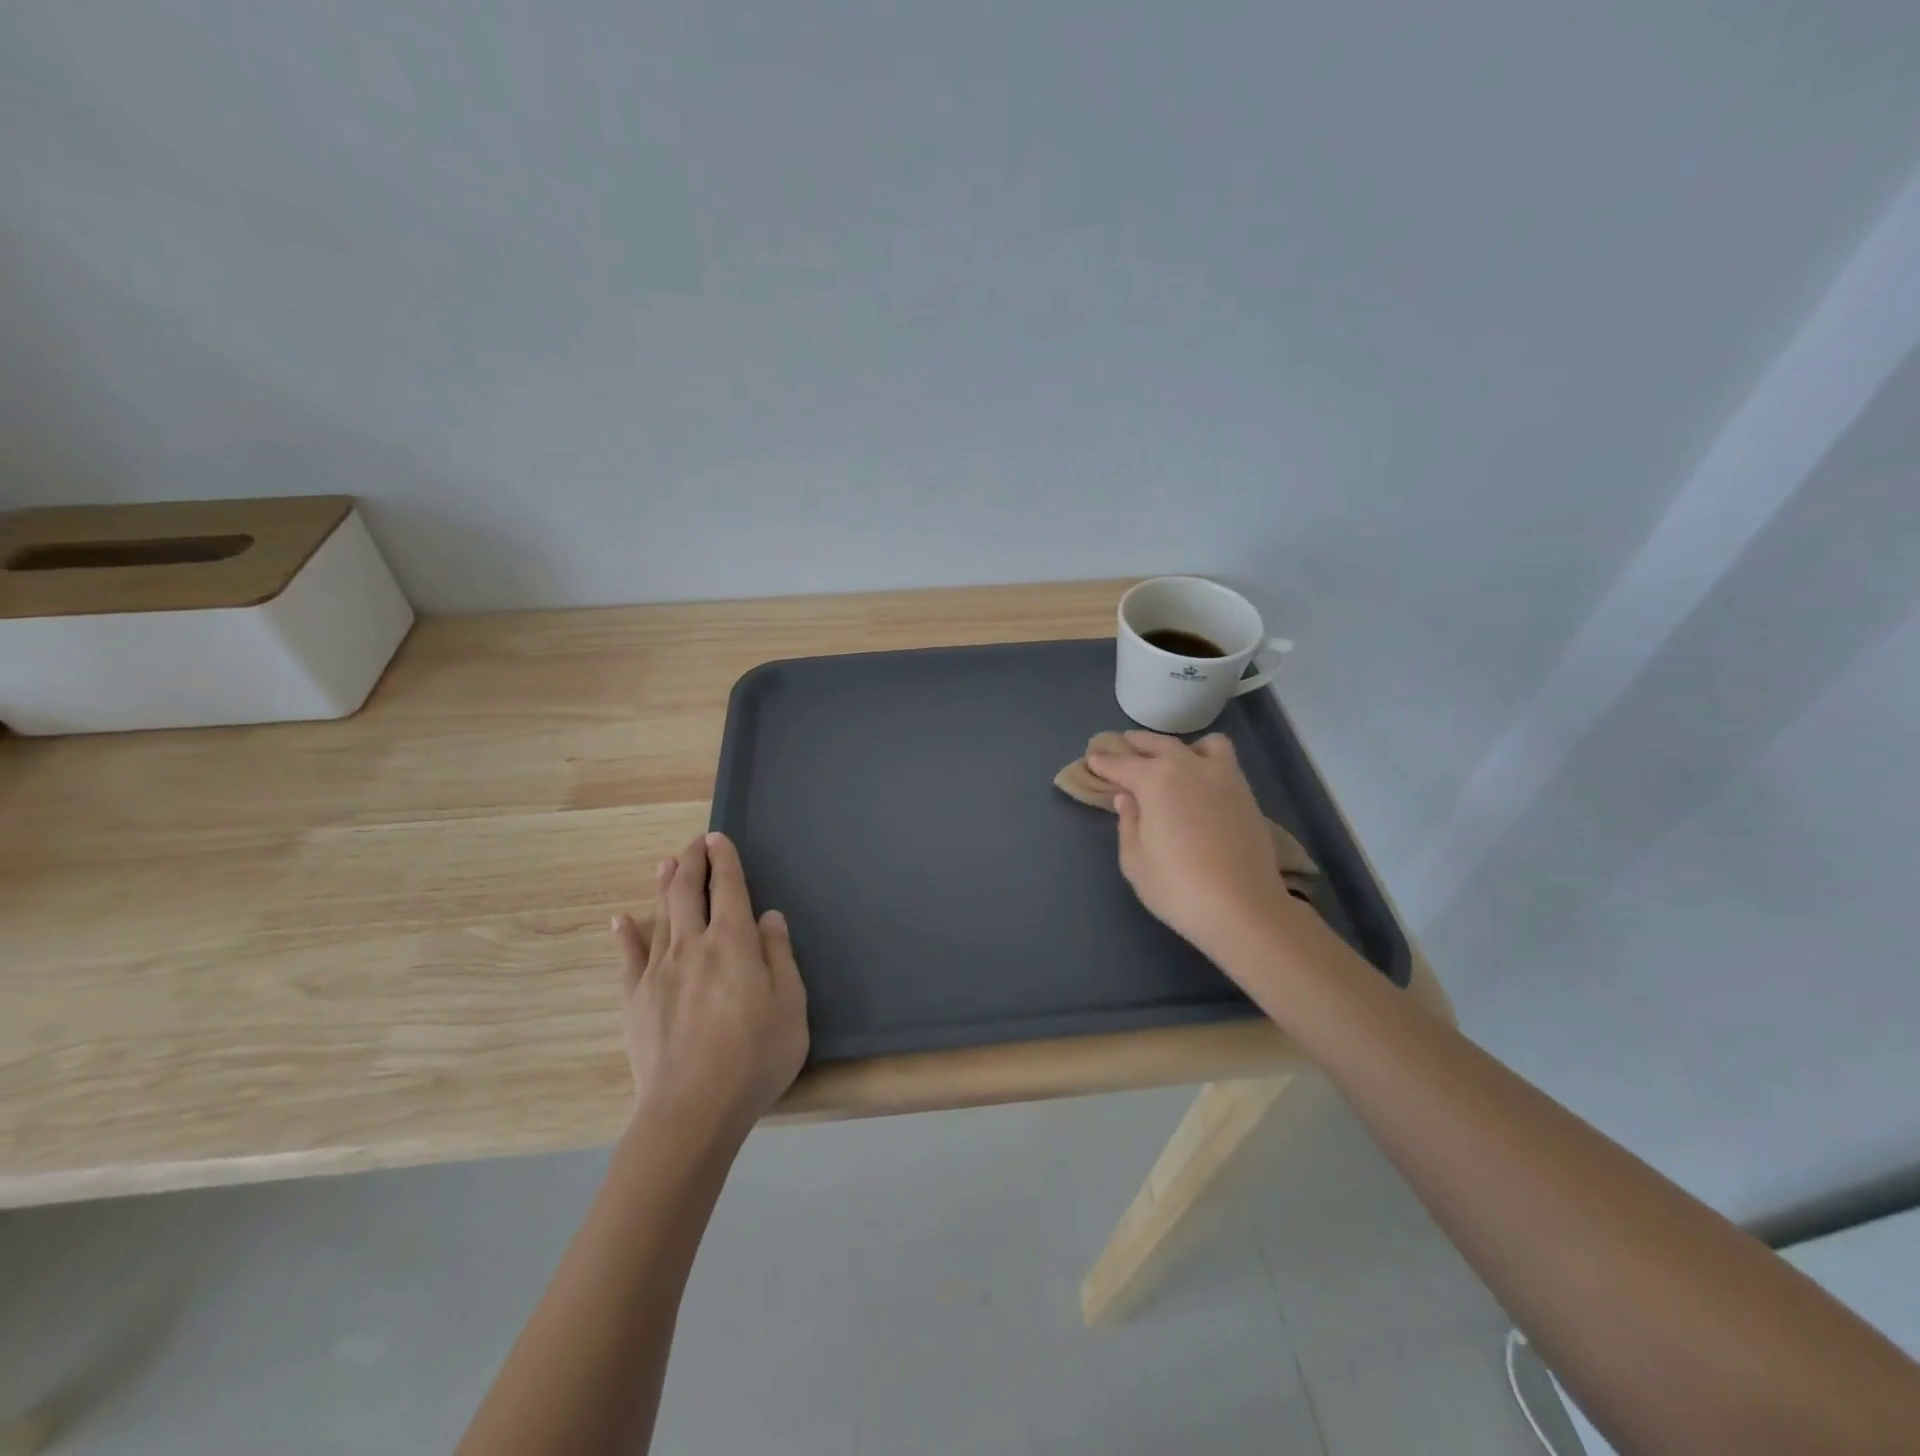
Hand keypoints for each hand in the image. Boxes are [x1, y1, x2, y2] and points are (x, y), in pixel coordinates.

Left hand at [613, 831, 808, 1142]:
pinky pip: (628, 959)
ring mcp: (659, 972)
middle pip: (689, 892)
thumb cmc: (755, 1056)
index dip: (724, 860)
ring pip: (660, 917)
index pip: (729, 889)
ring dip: (664, 886)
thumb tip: (769, 916)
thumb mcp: (791, 1005)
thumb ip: (779, 955)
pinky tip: (620, 920)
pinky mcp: (635, 1000)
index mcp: (734, 943)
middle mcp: (693, 946)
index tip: (718, 838)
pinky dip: (625, 936)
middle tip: (694, 842)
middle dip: (692, 861)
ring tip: (665, 864)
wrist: (693, 1110)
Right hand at [1087, 731, 1298, 960]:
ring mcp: (1222, 777)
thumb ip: (1128, 823)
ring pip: (1198, 744)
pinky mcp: (1245, 793)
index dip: (1104, 763)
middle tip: (1123, 747)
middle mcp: (1188, 767)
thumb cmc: (1177, 887)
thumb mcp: (1135, 861)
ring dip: (1178, 747)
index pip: (1122, 764)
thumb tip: (1127, 798)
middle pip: (1158, 745)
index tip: (1093, 760)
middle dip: (1137, 744)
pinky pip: (1224, 760)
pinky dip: (1206, 759)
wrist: (1243, 908)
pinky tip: (1199, 779)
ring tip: (1169, 760)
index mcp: (1155, 781)